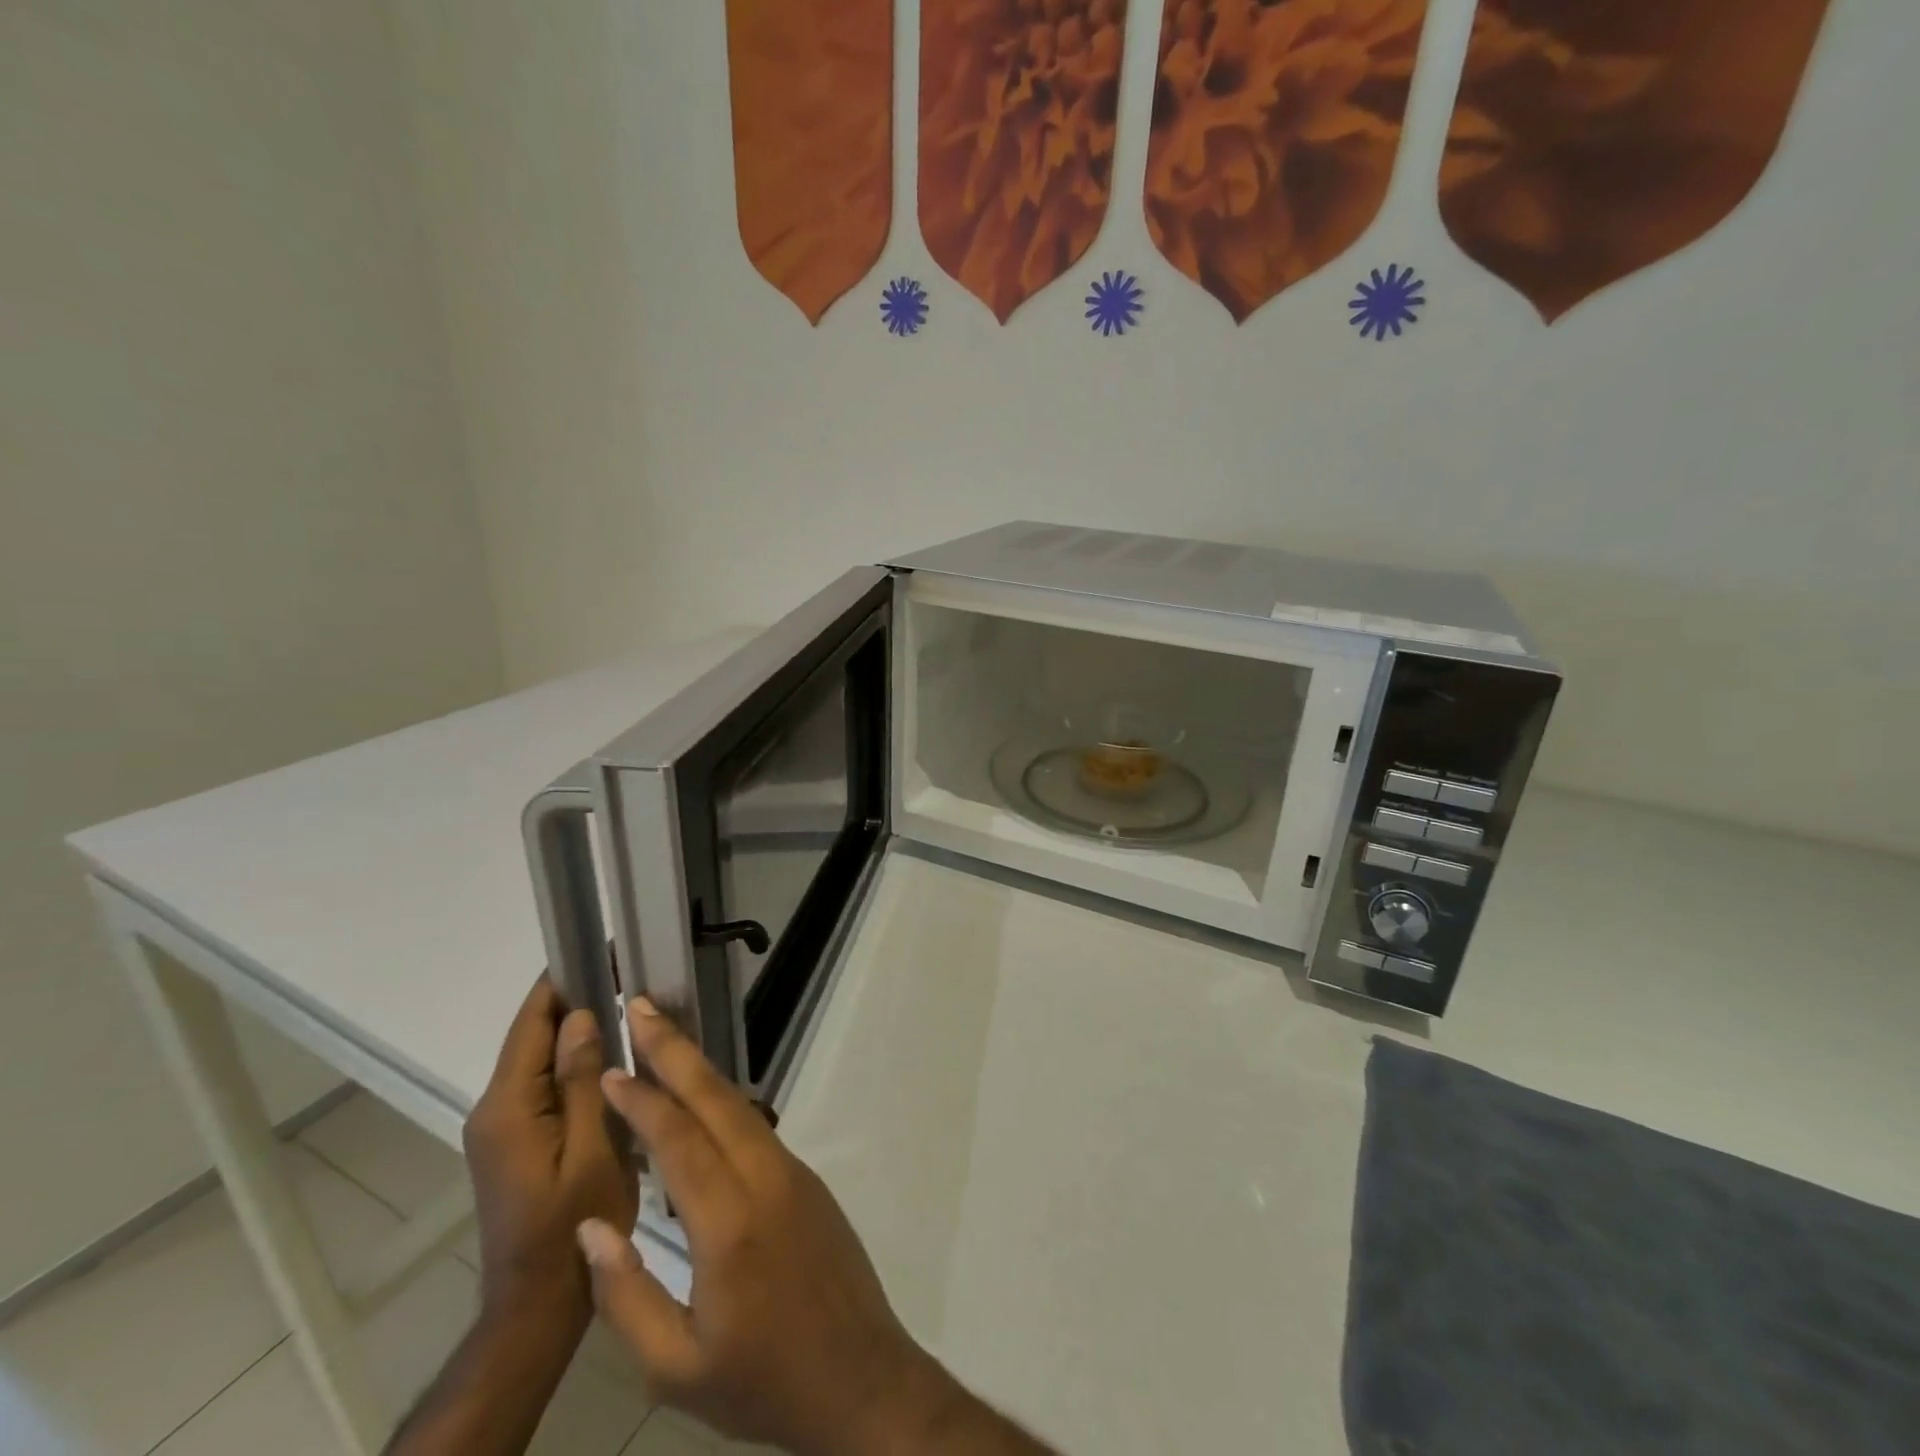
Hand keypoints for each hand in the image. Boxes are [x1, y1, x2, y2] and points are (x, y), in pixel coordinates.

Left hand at [463, 978, 637, 1329]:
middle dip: (575, 1001)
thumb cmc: (572, 1222)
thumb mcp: (590, 1148)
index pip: (531, 1023)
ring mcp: (500, 1127)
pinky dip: (571, 1063)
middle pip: (533, 1036)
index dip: (561, 981)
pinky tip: (609, 1058)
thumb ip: (580, 1079)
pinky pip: (542, 1085)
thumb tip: (580, 1016)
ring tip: (626, 1005)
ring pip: (539, 1060)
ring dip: (576, 1032)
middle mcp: (494, 1108)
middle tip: (626, 974)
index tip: (598, 948)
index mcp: (508, 1105)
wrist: (538, 1302)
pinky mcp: (513, 1141)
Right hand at [575, 999, 963, 1455]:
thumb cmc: (761, 1383)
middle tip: (643, 1008)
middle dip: (675, 1049)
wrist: (860, 1378)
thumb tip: (592, 1225)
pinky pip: (756, 1129)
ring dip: (700, 1071)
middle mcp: (765, 1179)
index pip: (678, 1140)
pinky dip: (722, 1104)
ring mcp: (793, 1173)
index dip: (642, 1101)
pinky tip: (699, 1103)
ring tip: (665, 1041)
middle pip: (715, 1098)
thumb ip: (626, 1295)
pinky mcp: (807, 1180)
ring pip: (739, 1107)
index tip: (611, 1070)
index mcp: (729, 1224)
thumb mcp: (674, 1368)